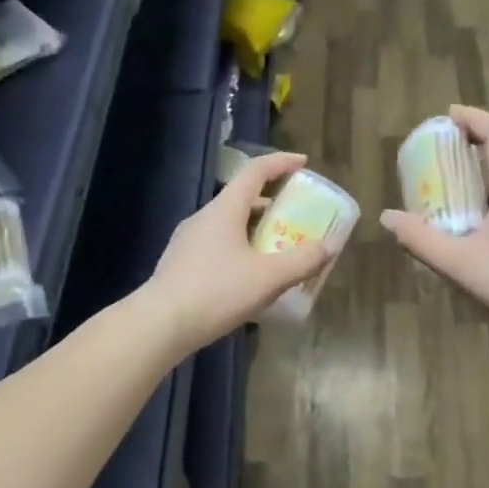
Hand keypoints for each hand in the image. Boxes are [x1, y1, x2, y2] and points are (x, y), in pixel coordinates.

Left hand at [146, 151, 332, 350]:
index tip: (303, 163)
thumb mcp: (268, 278)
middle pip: (242, 199)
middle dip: (272, 204)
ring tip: (276, 249)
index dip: (281, 163)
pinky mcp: (180, 264)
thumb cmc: (217, 292)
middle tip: (296, 217)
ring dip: (255, 230)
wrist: (160, 324)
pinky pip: (217, 246)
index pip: (255, 171)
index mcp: (224, 209)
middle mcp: (204, 218)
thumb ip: (302, 261)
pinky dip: (239, 249)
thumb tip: (328, 247)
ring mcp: (188, 241)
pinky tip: (249, 276)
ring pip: (228, 225)